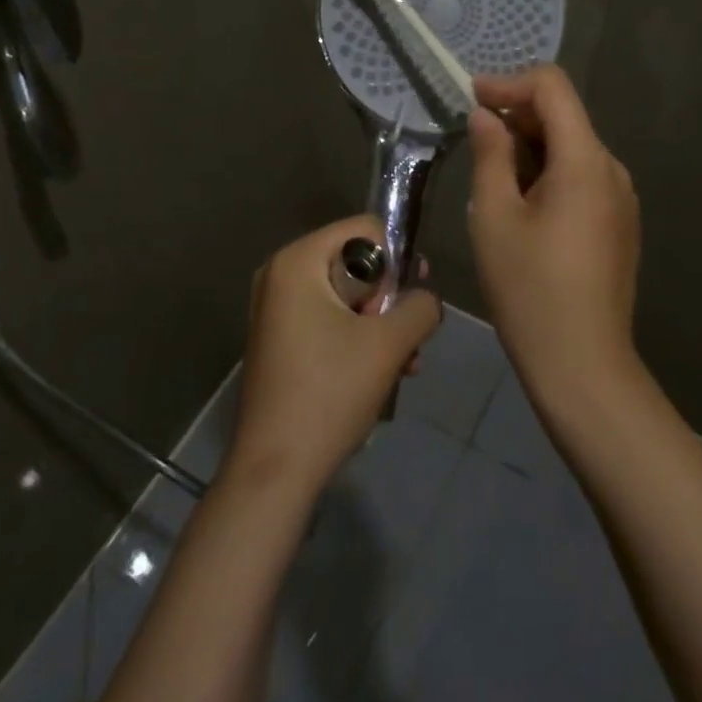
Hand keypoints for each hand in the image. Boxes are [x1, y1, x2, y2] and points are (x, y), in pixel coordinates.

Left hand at [225, 215, 442, 498]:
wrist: (275, 472)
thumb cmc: (330, 394)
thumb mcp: (389, 344)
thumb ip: (420, 307)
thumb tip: (426, 298)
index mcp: (298, 260)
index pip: (366, 229)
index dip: (397, 260)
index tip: (409, 300)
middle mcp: (280, 274)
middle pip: (356, 263)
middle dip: (389, 300)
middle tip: (407, 338)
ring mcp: (276, 308)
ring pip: (347, 296)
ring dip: (380, 326)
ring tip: (404, 365)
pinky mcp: (280, 339)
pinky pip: (329, 319)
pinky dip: (357, 340)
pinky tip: (382, 376)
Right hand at [467, 65, 641, 408]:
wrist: (583, 366)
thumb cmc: (530, 289)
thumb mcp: (495, 216)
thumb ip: (490, 155)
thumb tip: (486, 115)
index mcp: (585, 160)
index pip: (553, 87)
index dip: (509, 83)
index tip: (472, 100)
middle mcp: (611, 169)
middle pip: (564, 116)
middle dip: (516, 116)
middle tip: (473, 140)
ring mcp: (621, 198)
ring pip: (572, 148)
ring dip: (530, 147)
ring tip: (492, 179)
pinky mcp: (619, 223)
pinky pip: (582, 178)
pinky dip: (549, 173)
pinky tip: (521, 205)